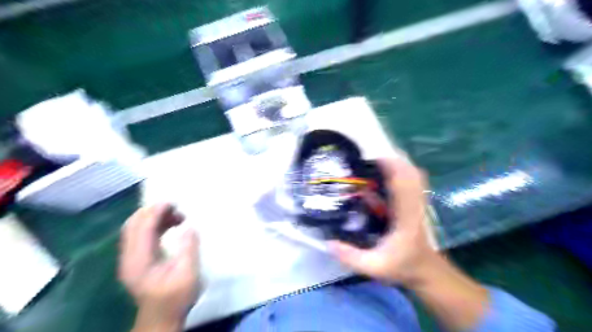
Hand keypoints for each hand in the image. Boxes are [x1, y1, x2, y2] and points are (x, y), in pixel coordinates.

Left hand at [119, 203, 199, 330]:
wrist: (161, 318)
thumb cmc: (176, 297)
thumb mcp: (188, 274)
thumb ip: (188, 249)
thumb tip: (189, 227)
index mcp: (138, 261)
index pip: (141, 228)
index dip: (155, 212)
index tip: (173, 203)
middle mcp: (129, 257)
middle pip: (133, 225)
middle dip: (153, 211)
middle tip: (176, 207)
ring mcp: (130, 258)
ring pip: (136, 228)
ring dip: (154, 217)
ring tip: (177, 216)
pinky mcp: (136, 259)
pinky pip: (140, 234)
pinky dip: (154, 225)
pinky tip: (170, 225)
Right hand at [332, 158, 436, 286]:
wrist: (427, 271)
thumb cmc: (403, 267)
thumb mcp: (374, 267)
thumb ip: (351, 257)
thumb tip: (328, 242)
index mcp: (405, 217)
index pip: (403, 185)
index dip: (389, 168)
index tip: (370, 161)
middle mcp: (414, 205)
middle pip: (411, 173)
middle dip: (391, 162)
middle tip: (369, 161)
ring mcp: (417, 203)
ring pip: (414, 175)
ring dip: (396, 165)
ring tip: (374, 164)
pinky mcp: (415, 203)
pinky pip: (412, 182)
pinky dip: (400, 173)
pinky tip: (384, 175)